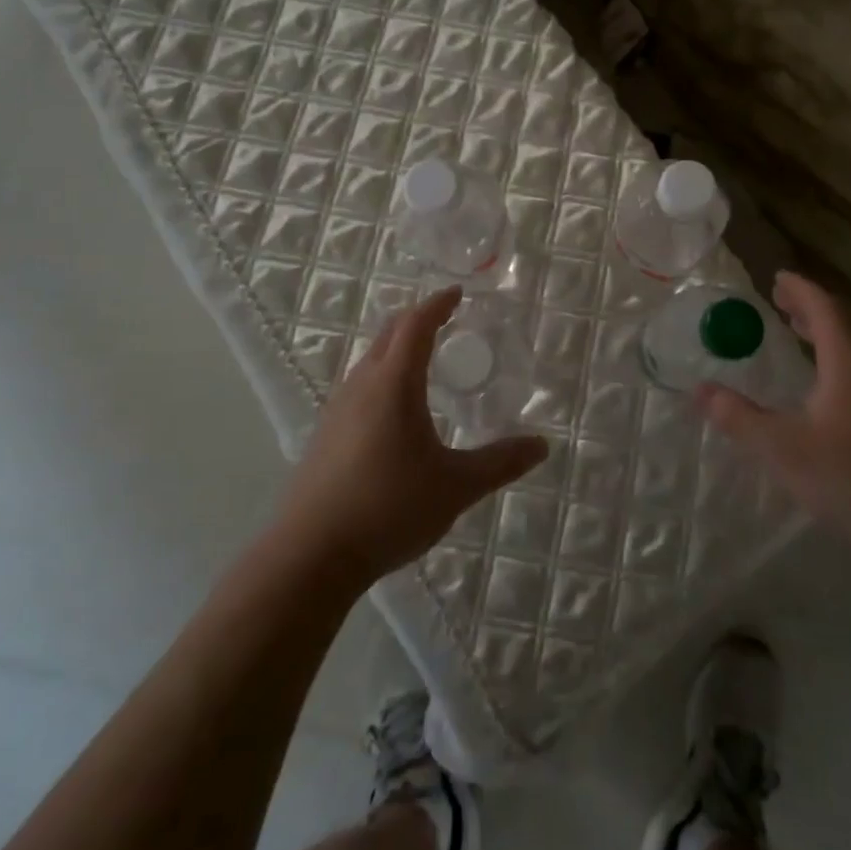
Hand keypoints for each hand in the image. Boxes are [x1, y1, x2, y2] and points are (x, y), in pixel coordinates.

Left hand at [276, 287, 547, 589]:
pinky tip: (395, 412)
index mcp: (394, 384)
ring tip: (424, 362)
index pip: (416, 325)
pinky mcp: (324, 435)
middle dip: (417, 319)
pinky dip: (383, 377)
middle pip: (389, 335)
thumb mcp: (455, 486)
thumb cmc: (388, 508)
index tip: (457, 293)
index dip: (437, 304)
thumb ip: (500, 462)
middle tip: (445, 321)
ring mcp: (337, 410)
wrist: (308, 556)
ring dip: (397, 349)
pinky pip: (359, 387)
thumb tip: (542, 445)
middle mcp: (361, 386)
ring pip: (370, 361)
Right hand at [697, 272, 850, 575]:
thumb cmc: (849, 480)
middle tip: (781, 302)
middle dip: (811, 309)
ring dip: (827, 335)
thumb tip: (700, 390)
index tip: (777, 277)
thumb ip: (738, 417)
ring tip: (800, 335)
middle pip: (844, 325)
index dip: (800, 290)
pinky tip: (829, 388)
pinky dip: (841, 360)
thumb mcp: (781, 449)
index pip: (825, 309)